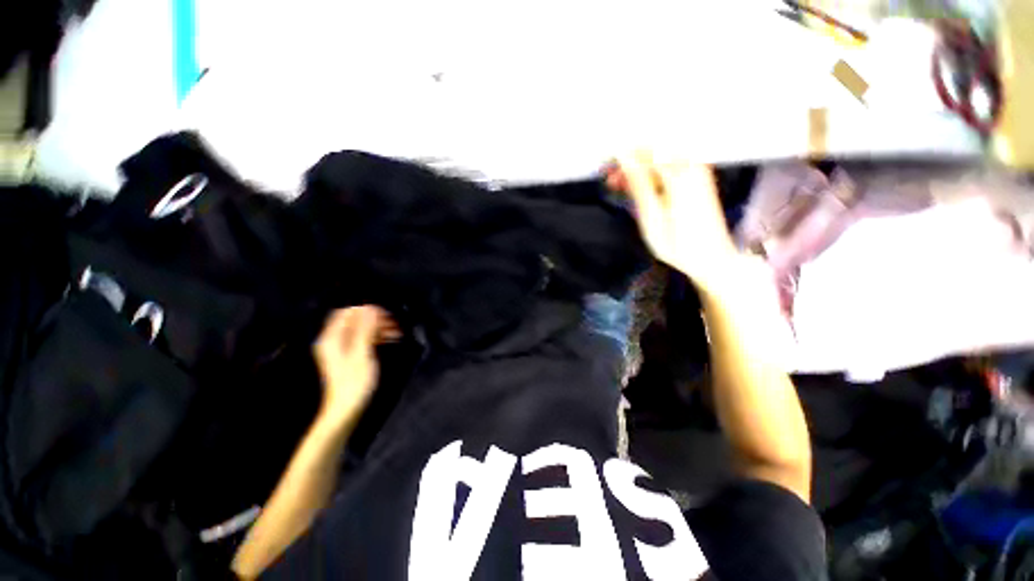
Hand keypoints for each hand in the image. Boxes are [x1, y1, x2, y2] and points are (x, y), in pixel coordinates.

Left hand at [313, 306, 398, 424]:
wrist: (347, 409)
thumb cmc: (355, 383)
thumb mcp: (362, 354)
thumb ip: (365, 330)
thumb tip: (371, 309)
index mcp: (333, 338)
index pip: (348, 312)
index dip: (367, 310)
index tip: (386, 315)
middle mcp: (334, 340)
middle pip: (355, 319)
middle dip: (376, 318)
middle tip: (394, 324)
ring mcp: (341, 348)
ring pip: (361, 328)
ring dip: (378, 327)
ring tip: (396, 332)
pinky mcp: (349, 355)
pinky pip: (363, 337)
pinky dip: (376, 336)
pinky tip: (389, 339)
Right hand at [609, 152, 739, 290]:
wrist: (711, 258)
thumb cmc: (678, 244)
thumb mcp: (652, 216)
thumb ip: (638, 184)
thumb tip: (624, 157)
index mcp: (678, 174)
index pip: (643, 152)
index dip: (620, 157)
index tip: (603, 167)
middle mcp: (690, 166)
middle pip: (652, 152)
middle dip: (628, 162)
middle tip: (609, 179)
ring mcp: (696, 172)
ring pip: (659, 159)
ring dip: (637, 170)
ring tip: (619, 186)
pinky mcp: (697, 180)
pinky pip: (668, 168)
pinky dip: (650, 176)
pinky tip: (638, 188)